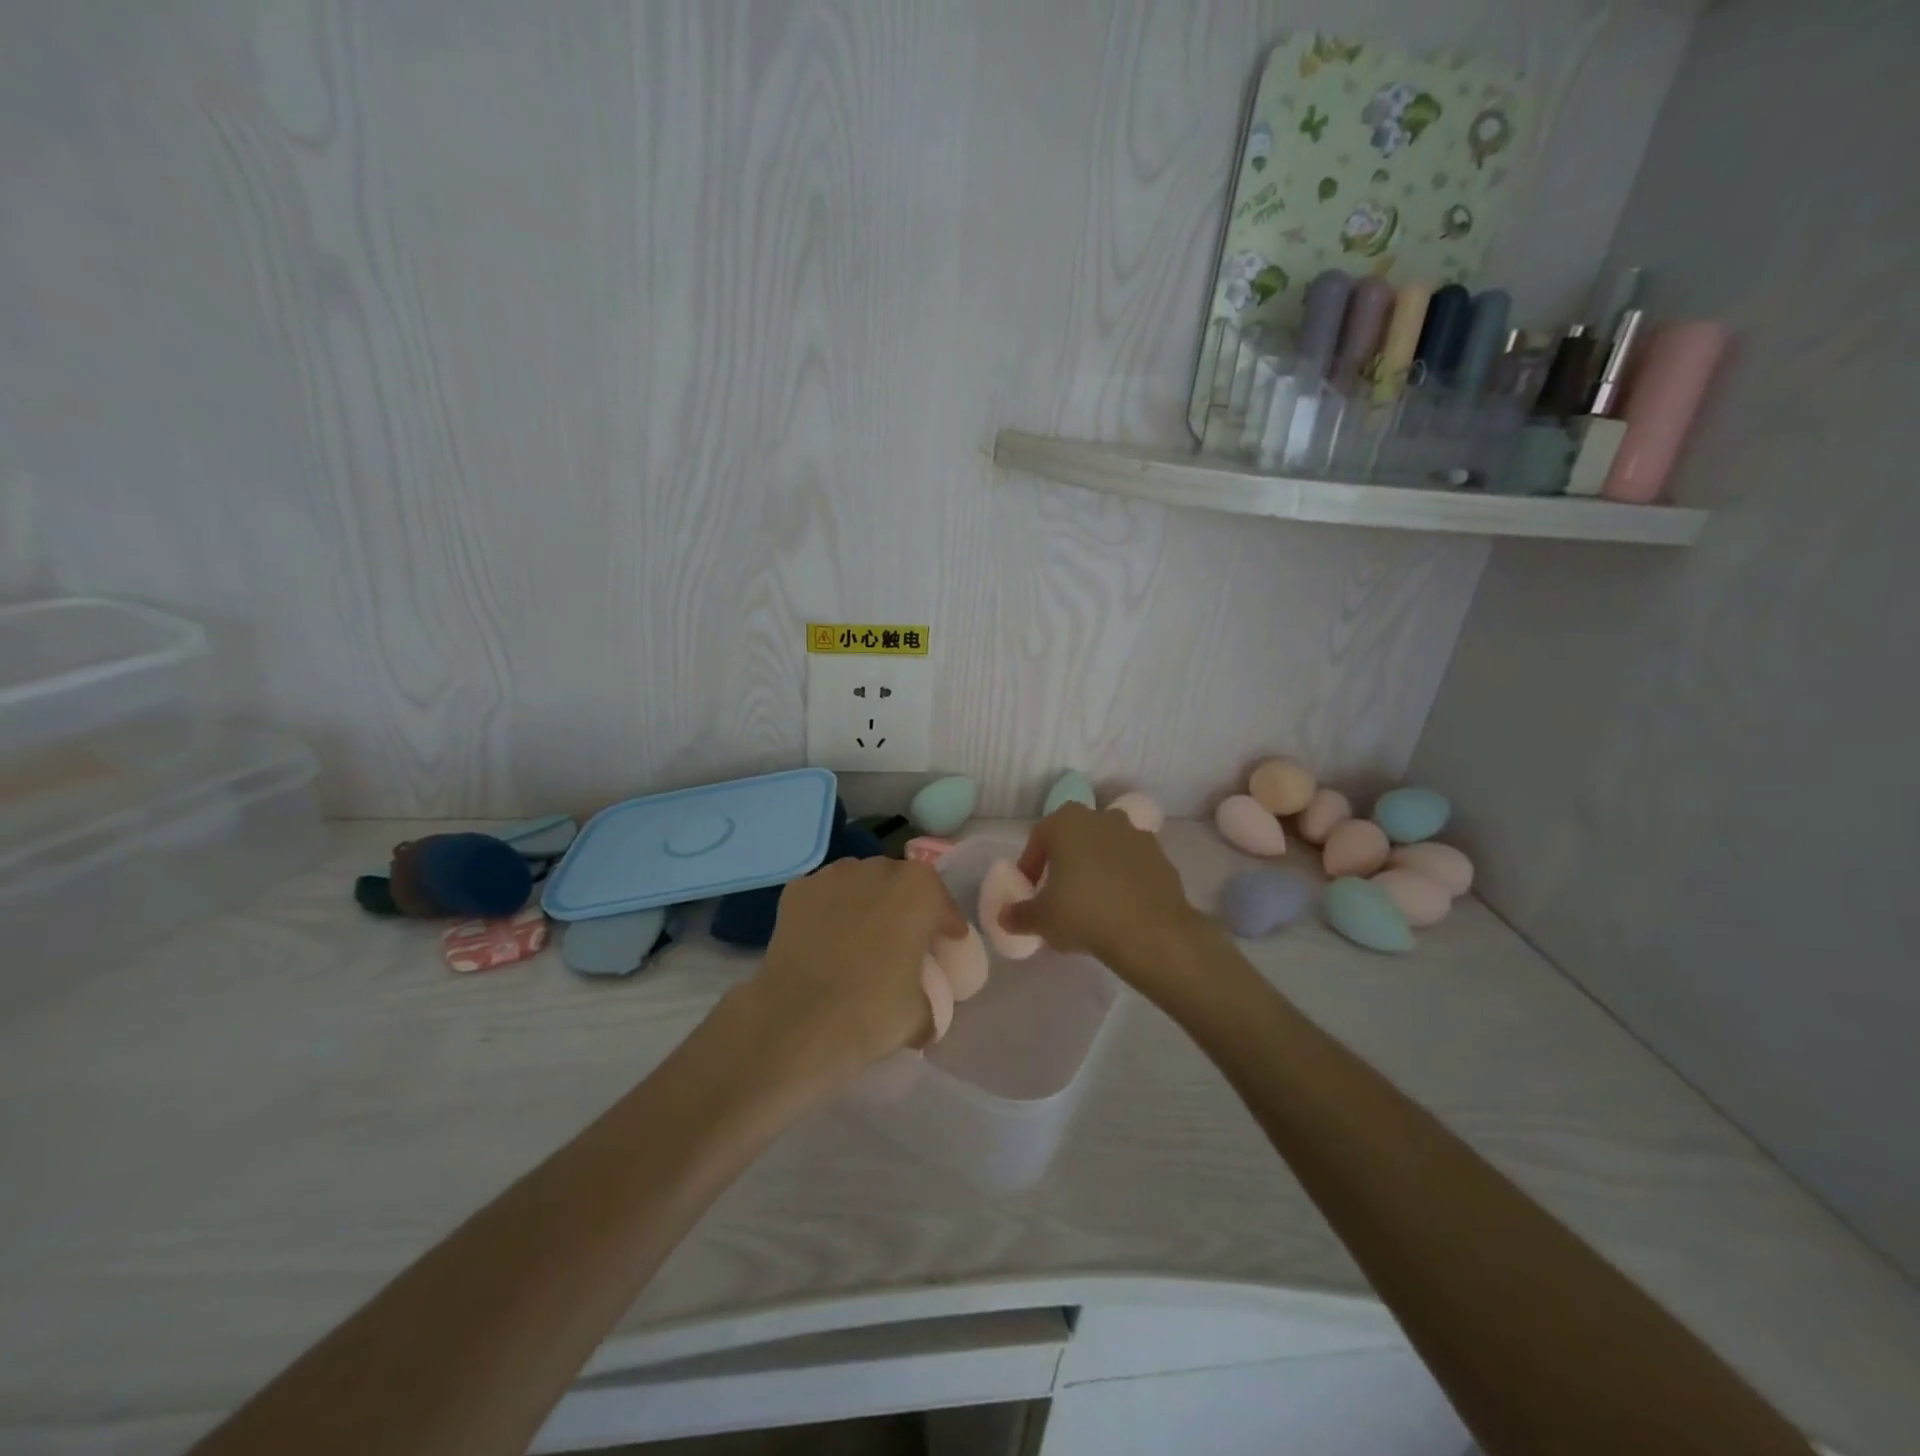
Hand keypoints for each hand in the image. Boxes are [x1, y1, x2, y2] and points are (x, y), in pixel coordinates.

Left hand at [742, 856, 967, 1085]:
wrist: (797, 1021)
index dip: (946, 926)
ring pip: (859, 885)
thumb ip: (929, 1000)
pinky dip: (828, 914)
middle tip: (903, 944)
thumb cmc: (872, 1011)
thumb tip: (924, 1012)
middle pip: (899, 885)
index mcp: (918, 888)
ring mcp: (832, 875)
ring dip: (865, 906)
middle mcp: (877, 867)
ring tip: (860, 942)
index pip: (941, 902)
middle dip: (903, 909)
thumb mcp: (921, 1015)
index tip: (946, 947)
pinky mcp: (796, 890)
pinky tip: (825, 944)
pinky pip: (824, 899)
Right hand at [1003, 804, 1209, 995]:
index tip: (1030, 891)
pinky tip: (1119, 908)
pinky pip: (1132, 865)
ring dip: (1095, 869)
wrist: (1152, 932)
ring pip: (1105, 849)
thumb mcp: (1041, 919)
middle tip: (1058, 895)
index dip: (1030, 865)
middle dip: (1064, 863)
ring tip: (1091, 904)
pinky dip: (1123, 880)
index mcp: (1067, 821)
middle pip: (1074, 838)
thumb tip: (1005, 916)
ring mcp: (1136, 834)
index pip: (1039, 838)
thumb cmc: (1084, 914)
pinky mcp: (1161, 857)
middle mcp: (1102, 817)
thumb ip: (1018, 914)